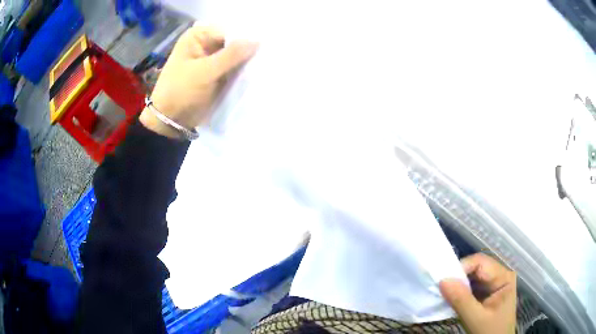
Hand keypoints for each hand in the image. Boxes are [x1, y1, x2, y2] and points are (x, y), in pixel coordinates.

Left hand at [140, 25, 257, 137]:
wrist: (171, 120)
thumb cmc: (181, 91)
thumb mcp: (205, 71)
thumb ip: (231, 55)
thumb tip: (257, 41)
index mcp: (197, 36)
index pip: (228, 31)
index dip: (244, 39)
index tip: (261, 50)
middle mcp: (205, 44)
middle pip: (233, 42)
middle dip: (247, 51)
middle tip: (265, 60)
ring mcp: (211, 59)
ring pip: (235, 56)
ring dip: (246, 63)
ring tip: (262, 69)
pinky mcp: (217, 73)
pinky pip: (234, 69)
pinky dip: (242, 72)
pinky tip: (255, 76)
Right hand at [440, 253, 516, 333]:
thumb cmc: (491, 331)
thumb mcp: (476, 319)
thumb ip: (461, 300)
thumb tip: (443, 280)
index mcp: (504, 276)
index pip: (480, 262)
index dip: (461, 268)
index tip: (443, 281)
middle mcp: (500, 275)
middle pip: (476, 268)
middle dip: (459, 277)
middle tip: (441, 288)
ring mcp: (494, 284)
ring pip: (473, 277)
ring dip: (458, 285)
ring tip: (445, 294)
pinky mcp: (487, 293)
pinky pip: (472, 286)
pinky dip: (461, 292)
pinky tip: (453, 299)